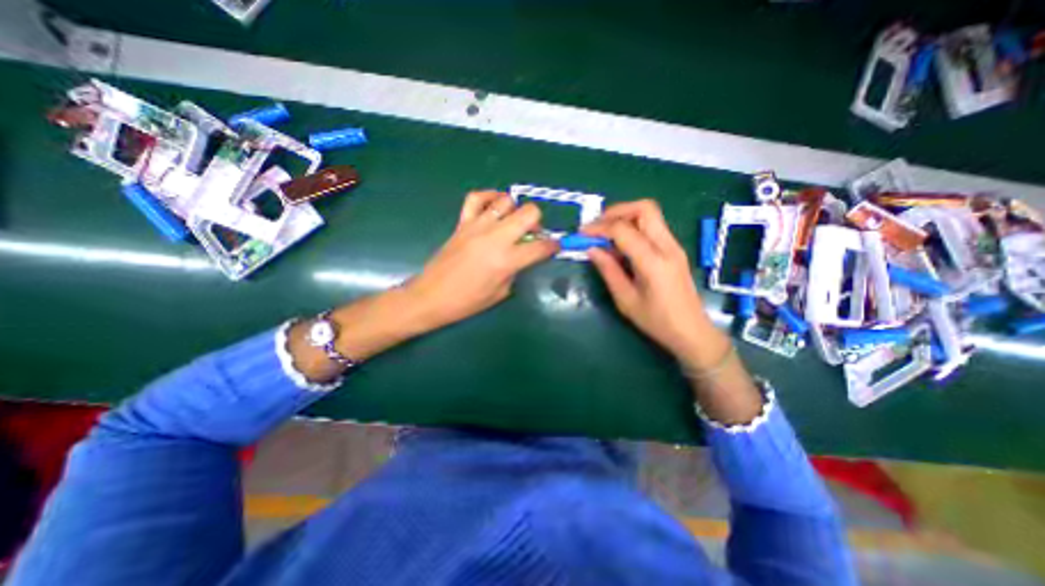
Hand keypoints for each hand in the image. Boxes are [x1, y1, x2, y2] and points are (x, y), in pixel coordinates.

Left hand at [403, 191, 558, 332]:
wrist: (432, 296)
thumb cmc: (468, 302)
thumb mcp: (501, 292)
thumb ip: (516, 270)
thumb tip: (523, 256)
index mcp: (507, 261)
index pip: (540, 246)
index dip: (553, 246)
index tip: (555, 246)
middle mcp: (495, 238)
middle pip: (529, 213)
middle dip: (538, 222)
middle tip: (533, 234)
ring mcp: (478, 226)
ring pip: (506, 201)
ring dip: (516, 210)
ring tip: (513, 222)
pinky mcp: (462, 223)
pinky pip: (477, 198)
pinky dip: (489, 197)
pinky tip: (495, 206)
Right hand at [581, 198, 727, 368]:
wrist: (691, 331)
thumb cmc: (657, 321)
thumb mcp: (626, 300)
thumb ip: (608, 271)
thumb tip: (591, 249)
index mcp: (653, 262)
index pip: (623, 230)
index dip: (599, 228)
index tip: (582, 234)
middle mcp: (667, 246)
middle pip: (644, 208)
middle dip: (616, 212)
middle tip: (597, 227)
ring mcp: (674, 246)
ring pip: (649, 214)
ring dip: (624, 217)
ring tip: (605, 235)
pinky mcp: (674, 249)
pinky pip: (652, 227)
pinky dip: (633, 227)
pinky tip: (620, 245)